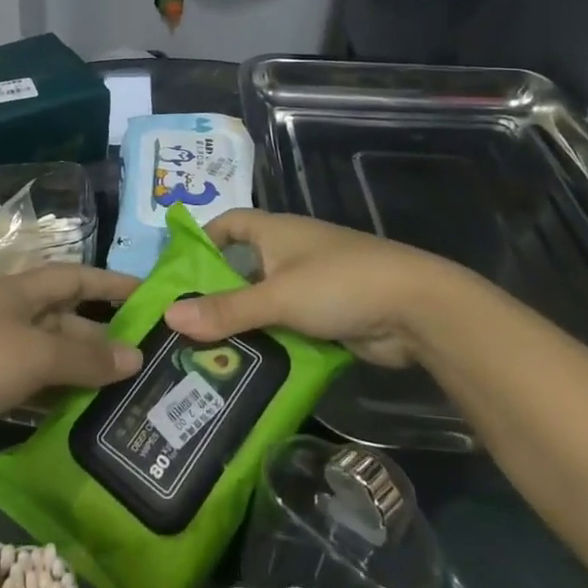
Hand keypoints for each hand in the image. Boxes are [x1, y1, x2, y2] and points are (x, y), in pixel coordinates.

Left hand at [0, 264, 143, 447]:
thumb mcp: (37, 352)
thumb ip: (86, 356)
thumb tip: (135, 356)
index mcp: (20, 292)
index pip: (75, 278)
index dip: (111, 284)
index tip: (149, 297)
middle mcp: (9, 316)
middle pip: (65, 321)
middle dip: (102, 339)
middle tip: (146, 364)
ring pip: (49, 359)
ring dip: (82, 374)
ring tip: (125, 397)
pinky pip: (30, 389)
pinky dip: (55, 400)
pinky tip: (82, 420)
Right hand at [163, 209, 479, 366]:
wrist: (418, 309)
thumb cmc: (339, 284)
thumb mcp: (276, 297)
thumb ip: (226, 309)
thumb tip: (169, 315)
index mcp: (276, 232)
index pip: (230, 222)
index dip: (204, 237)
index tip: (178, 267)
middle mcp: (290, 252)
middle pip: (243, 268)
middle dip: (216, 293)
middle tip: (181, 323)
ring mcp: (312, 284)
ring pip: (265, 302)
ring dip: (243, 324)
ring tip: (204, 353)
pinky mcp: (329, 315)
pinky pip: (288, 325)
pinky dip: (270, 341)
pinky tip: (247, 366)